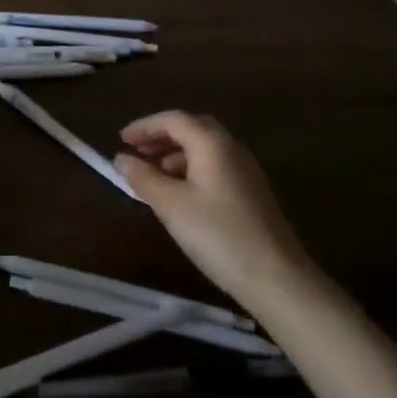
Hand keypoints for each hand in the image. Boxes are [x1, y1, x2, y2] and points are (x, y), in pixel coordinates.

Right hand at [113, 111, 315, 308]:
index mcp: (212, 144)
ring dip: (175, 153)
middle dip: (162, 136)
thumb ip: (143, 177)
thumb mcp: (170, 205)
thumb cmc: (217, 234)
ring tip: (153, 174)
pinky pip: (215, 166)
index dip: (144, 126)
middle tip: (137, 151)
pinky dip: (191, 169)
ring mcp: (246, 171)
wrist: (276, 278)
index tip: (121, 140)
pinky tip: (179, 193)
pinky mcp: (252, 193)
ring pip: (205, 149)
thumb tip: (121, 159)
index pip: (173, 120)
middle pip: (192, 128)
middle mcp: (232, 149)